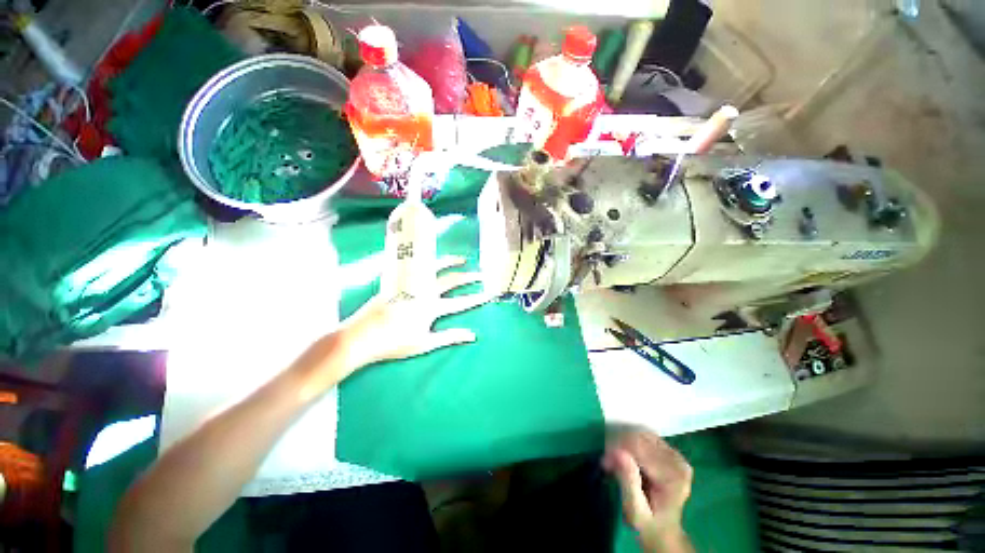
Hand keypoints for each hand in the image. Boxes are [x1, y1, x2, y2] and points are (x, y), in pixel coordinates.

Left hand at [338, 255, 489, 371]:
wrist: (362, 335)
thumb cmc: (394, 342)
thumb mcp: (425, 343)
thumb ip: (450, 337)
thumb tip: (473, 335)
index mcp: (431, 308)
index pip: (460, 303)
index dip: (476, 299)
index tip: (488, 294)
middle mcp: (424, 292)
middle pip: (451, 281)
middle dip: (468, 277)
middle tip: (480, 274)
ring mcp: (411, 284)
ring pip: (434, 268)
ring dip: (450, 262)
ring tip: (461, 259)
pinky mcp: (399, 281)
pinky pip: (417, 266)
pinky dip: (427, 261)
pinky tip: (431, 258)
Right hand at [603, 431, 693, 552]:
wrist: (663, 529)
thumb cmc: (647, 523)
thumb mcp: (634, 511)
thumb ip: (628, 482)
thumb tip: (618, 452)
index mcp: (673, 477)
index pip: (640, 447)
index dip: (618, 449)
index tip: (605, 462)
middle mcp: (678, 462)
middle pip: (641, 438)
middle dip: (620, 444)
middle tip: (608, 462)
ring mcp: (676, 455)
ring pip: (642, 433)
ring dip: (624, 441)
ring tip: (616, 459)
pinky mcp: (671, 451)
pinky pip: (646, 436)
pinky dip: (632, 440)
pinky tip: (626, 454)